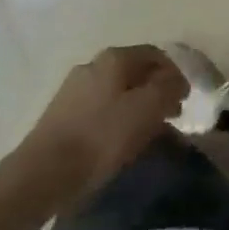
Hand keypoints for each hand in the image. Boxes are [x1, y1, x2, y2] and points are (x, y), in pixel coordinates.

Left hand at [20, 45, 187, 194]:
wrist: (42, 175)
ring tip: (149, 132)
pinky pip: (100, 110)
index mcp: (115, 57)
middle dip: (157, 90)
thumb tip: (177, 80)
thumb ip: (169, 87)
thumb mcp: (147, 108)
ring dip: (138, 106)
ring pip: (117, 91)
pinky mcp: (61, 116)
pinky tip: (120, 141)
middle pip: (136, 72)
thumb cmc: (101, 137)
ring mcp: (73, 90)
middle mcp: (93, 65)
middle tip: (172, 115)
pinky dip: (117, 119)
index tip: (186, 99)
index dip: (176, 74)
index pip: (156, 55)